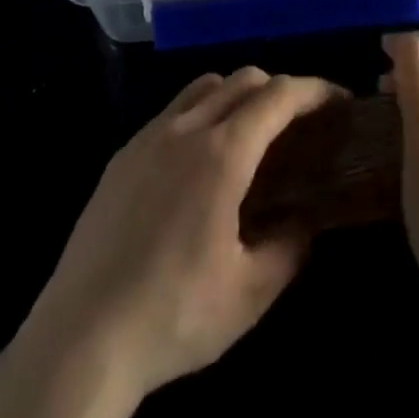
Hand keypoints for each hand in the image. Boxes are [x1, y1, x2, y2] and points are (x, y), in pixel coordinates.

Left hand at [20, 68, 344, 403]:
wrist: (79, 338)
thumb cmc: (173, 315)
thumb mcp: (250, 294)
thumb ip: (289, 247)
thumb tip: (305, 221)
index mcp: (222, 154)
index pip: (279, 96)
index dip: (315, 90)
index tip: (339, 101)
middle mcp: (185, 129)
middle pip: (243, 79)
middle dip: (280, 89)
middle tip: (301, 122)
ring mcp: (148, 137)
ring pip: (204, 86)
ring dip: (238, 94)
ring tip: (252, 134)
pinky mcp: (122, 156)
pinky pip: (172, 111)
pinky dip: (202, 113)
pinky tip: (200, 160)